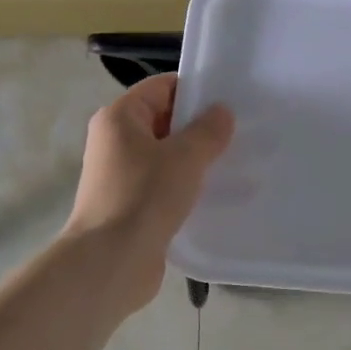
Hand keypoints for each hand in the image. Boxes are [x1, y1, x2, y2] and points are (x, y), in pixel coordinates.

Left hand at [64, 74, 233, 312]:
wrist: (111, 262)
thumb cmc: (144, 196)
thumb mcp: (185, 156)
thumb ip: (208, 130)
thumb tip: (221, 112)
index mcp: (119, 118)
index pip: (161, 87)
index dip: (195, 90)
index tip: (230, 100)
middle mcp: (115, 141)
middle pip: (164, 120)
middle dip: (199, 126)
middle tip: (240, 132)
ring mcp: (121, 175)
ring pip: (166, 155)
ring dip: (196, 159)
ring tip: (234, 162)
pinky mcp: (131, 206)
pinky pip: (164, 184)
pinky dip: (187, 186)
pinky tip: (216, 193)